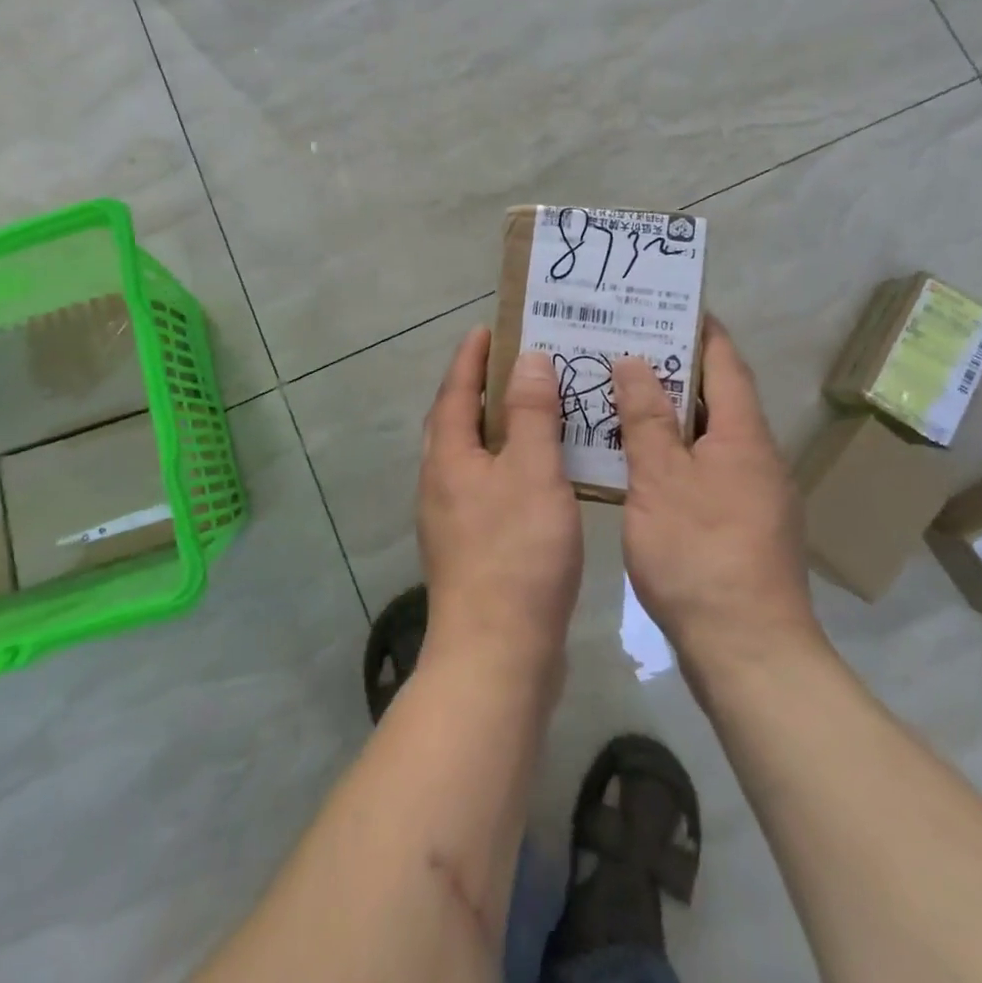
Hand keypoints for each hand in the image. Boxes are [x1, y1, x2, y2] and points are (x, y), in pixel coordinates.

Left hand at [416, 328, 583, 678]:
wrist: (497, 654)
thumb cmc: (517, 553)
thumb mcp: (533, 472)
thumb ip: (532, 414)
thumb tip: (526, 360)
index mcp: (448, 456)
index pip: (455, 390)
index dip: (471, 357)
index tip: (488, 328)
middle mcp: (440, 481)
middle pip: (457, 420)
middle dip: (481, 388)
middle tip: (517, 363)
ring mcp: (452, 518)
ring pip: (473, 455)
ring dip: (498, 427)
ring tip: (535, 410)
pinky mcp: (470, 548)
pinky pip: (488, 486)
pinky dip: (509, 465)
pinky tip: (540, 474)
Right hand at [613, 318, 820, 666]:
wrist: (749, 652)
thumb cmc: (700, 554)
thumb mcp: (660, 479)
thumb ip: (646, 418)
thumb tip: (635, 360)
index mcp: (744, 435)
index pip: (725, 361)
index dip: (698, 328)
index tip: (665, 304)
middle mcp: (757, 455)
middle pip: (717, 395)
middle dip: (675, 367)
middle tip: (624, 344)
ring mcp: (753, 493)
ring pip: (708, 434)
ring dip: (671, 411)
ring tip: (621, 392)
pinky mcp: (741, 524)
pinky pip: (705, 466)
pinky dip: (674, 450)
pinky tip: (637, 458)